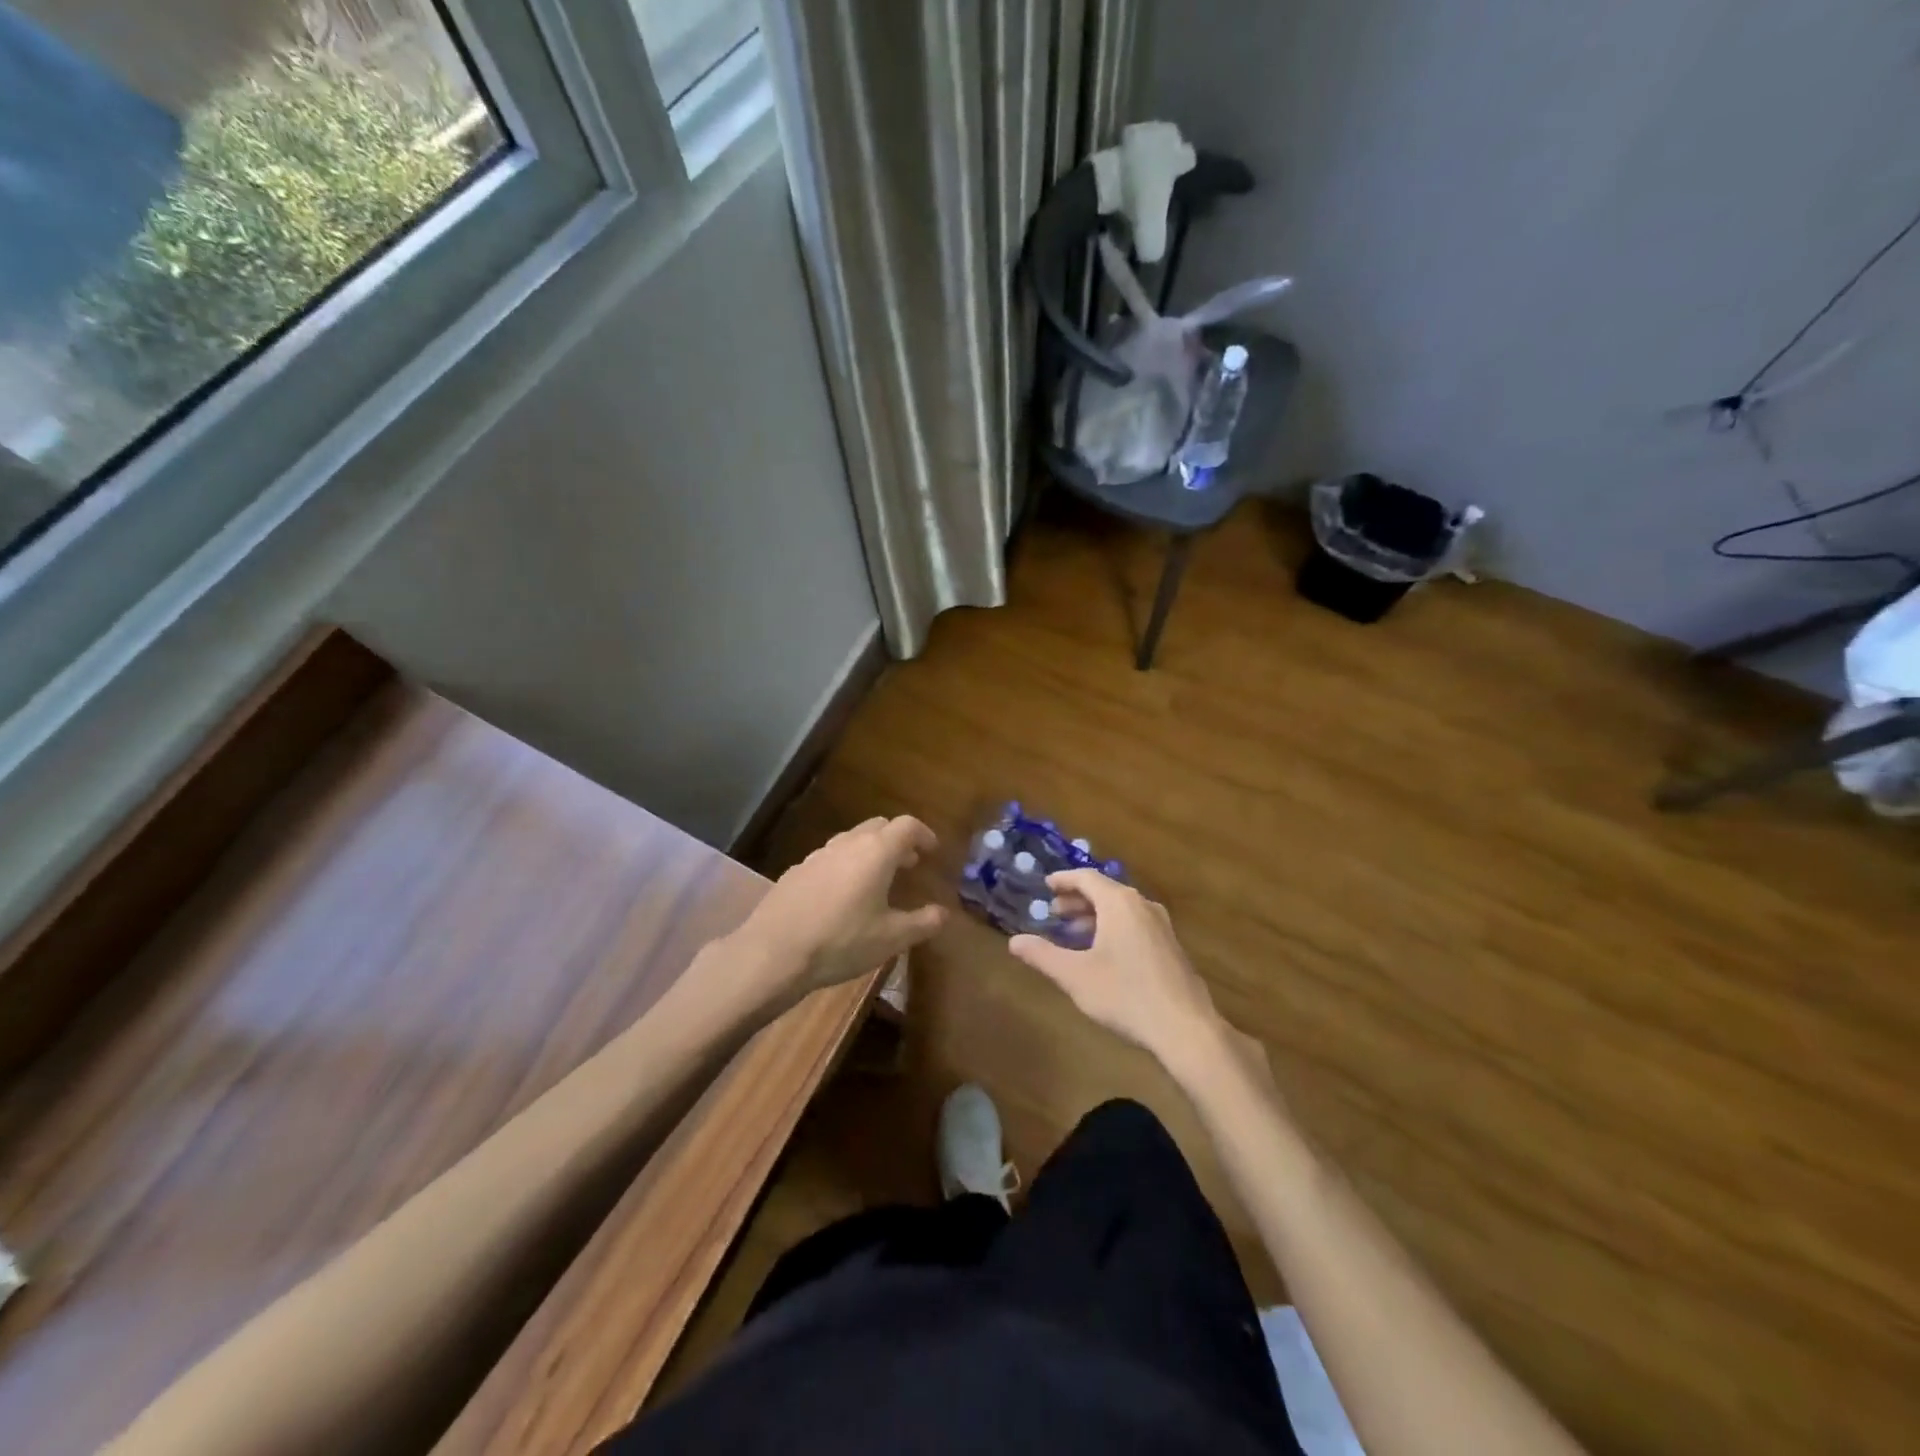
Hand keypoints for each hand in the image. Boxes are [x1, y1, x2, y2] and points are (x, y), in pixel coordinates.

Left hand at [730, 816, 946, 1010]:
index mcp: (876, 852)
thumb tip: (943, 914)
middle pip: (878, 826)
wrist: (773, 952)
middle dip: (897, 841)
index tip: (932, 851)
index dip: (924, 834)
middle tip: (908, 864)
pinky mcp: (796, 871)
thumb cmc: (841, 941)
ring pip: (851, 840)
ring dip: (869, 852)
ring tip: (876, 880)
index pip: (907, 826)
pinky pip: (829, 858)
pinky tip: (841, 896)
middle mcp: (847, 844)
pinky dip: (845, 866)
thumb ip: (923, 923)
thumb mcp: (891, 939)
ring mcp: (817, 855)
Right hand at [1008, 869, 1224, 1071]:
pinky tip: (1103, 954)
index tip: (1046, 885)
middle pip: (1105, 892)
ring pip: (1121, 910)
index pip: (1087, 878)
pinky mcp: (1171, 948)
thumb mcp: (1075, 976)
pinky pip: (1135, 925)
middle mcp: (1142, 906)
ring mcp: (1161, 927)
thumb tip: (1014, 941)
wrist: (1185, 1028)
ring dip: (1095, 916)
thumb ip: (1043, 955)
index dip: (1064, 880)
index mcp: (1119, 903)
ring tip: (1074, 933)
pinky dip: (1113, 928)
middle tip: (1055, 912)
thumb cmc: (1125, 995)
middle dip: (1077, 900)